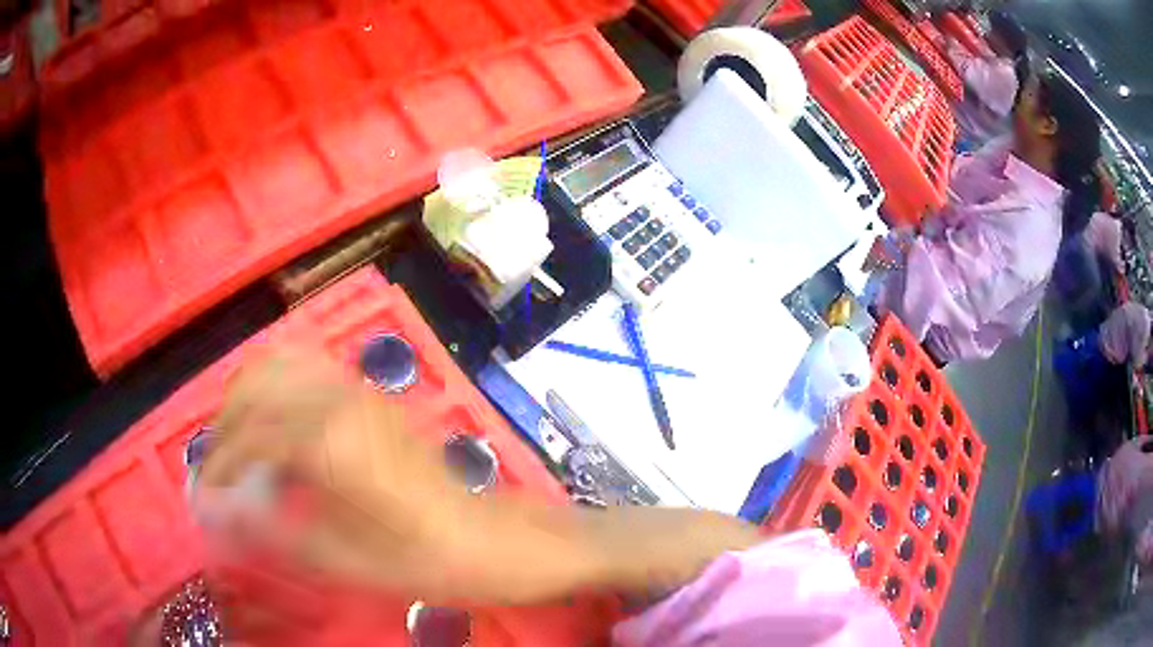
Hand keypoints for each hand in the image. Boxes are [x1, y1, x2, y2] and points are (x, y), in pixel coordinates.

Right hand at [198, 346, 763, 605]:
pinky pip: (308, 372)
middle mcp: (340, 399)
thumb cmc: (437, 561)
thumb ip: (277, 532)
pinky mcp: (374, 397)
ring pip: (278, 366)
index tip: (204, 499)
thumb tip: (220, 511)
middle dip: (224, 427)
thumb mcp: (352, 563)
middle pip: (253, 386)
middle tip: (218, 474)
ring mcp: (360, 391)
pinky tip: (277, 433)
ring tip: (238, 453)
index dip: (217, 467)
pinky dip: (276, 392)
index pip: (246, 436)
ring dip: (246, 403)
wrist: (508, 539)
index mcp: (330, 441)